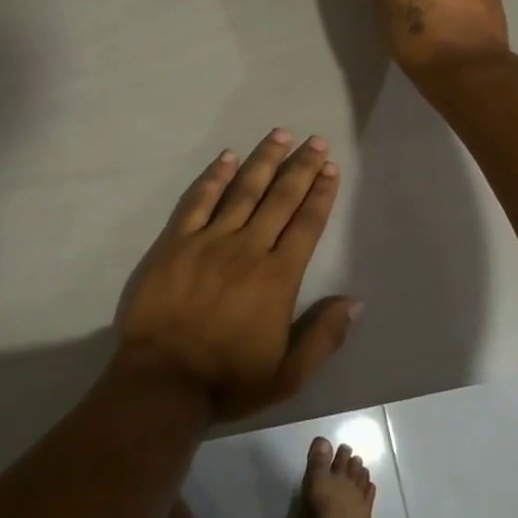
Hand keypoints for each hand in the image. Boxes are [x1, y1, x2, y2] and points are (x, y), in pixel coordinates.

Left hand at [117, 130, 358, 419]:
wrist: (162, 382)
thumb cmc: (228, 380)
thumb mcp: (288, 375)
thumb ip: (323, 336)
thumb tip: (355, 301)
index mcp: (277, 278)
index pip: (306, 225)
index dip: (321, 194)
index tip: (330, 168)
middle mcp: (248, 249)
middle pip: (279, 199)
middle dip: (300, 167)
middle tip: (315, 141)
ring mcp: (209, 241)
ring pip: (242, 191)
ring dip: (263, 161)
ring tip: (280, 135)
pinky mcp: (176, 242)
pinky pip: (198, 201)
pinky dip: (214, 177)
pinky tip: (228, 158)